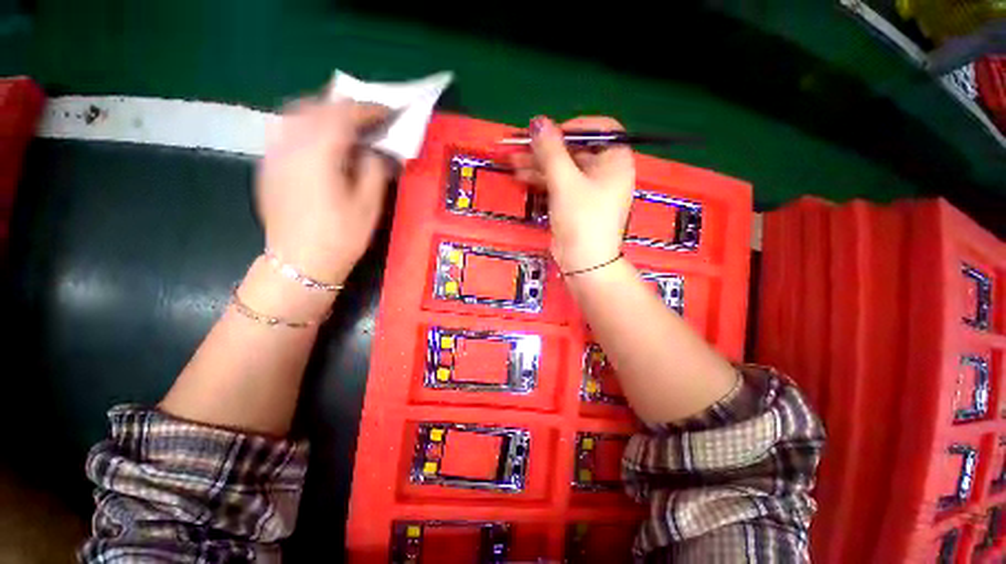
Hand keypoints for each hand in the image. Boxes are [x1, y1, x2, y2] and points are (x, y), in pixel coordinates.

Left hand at [256, 100, 390, 284]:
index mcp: (319, 153)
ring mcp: (274, 153)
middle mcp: (291, 144)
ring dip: (324, 113)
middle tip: (369, 119)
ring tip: (346, 127)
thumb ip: (375, 169)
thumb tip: (376, 150)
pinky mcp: (268, 165)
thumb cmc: (341, 237)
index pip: (345, 114)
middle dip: (346, 107)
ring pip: (297, 114)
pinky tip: (321, 141)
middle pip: (317, 106)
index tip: (389, 112)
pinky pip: (286, 129)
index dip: (370, 110)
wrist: (300, 263)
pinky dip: (307, 125)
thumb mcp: (370, 205)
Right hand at [511, 116, 634, 272]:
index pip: (599, 129)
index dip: (573, 127)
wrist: (584, 262)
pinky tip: (522, 175)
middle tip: (520, 146)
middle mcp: (606, 172)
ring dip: (539, 164)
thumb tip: (537, 121)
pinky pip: (559, 184)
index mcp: (615, 160)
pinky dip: (542, 179)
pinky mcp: (575, 203)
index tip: (550, 134)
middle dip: (546, 149)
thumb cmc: (582, 219)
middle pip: (575, 150)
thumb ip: (551, 150)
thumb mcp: (565, 182)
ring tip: (513, 161)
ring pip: (563, 168)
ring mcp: (589, 189)